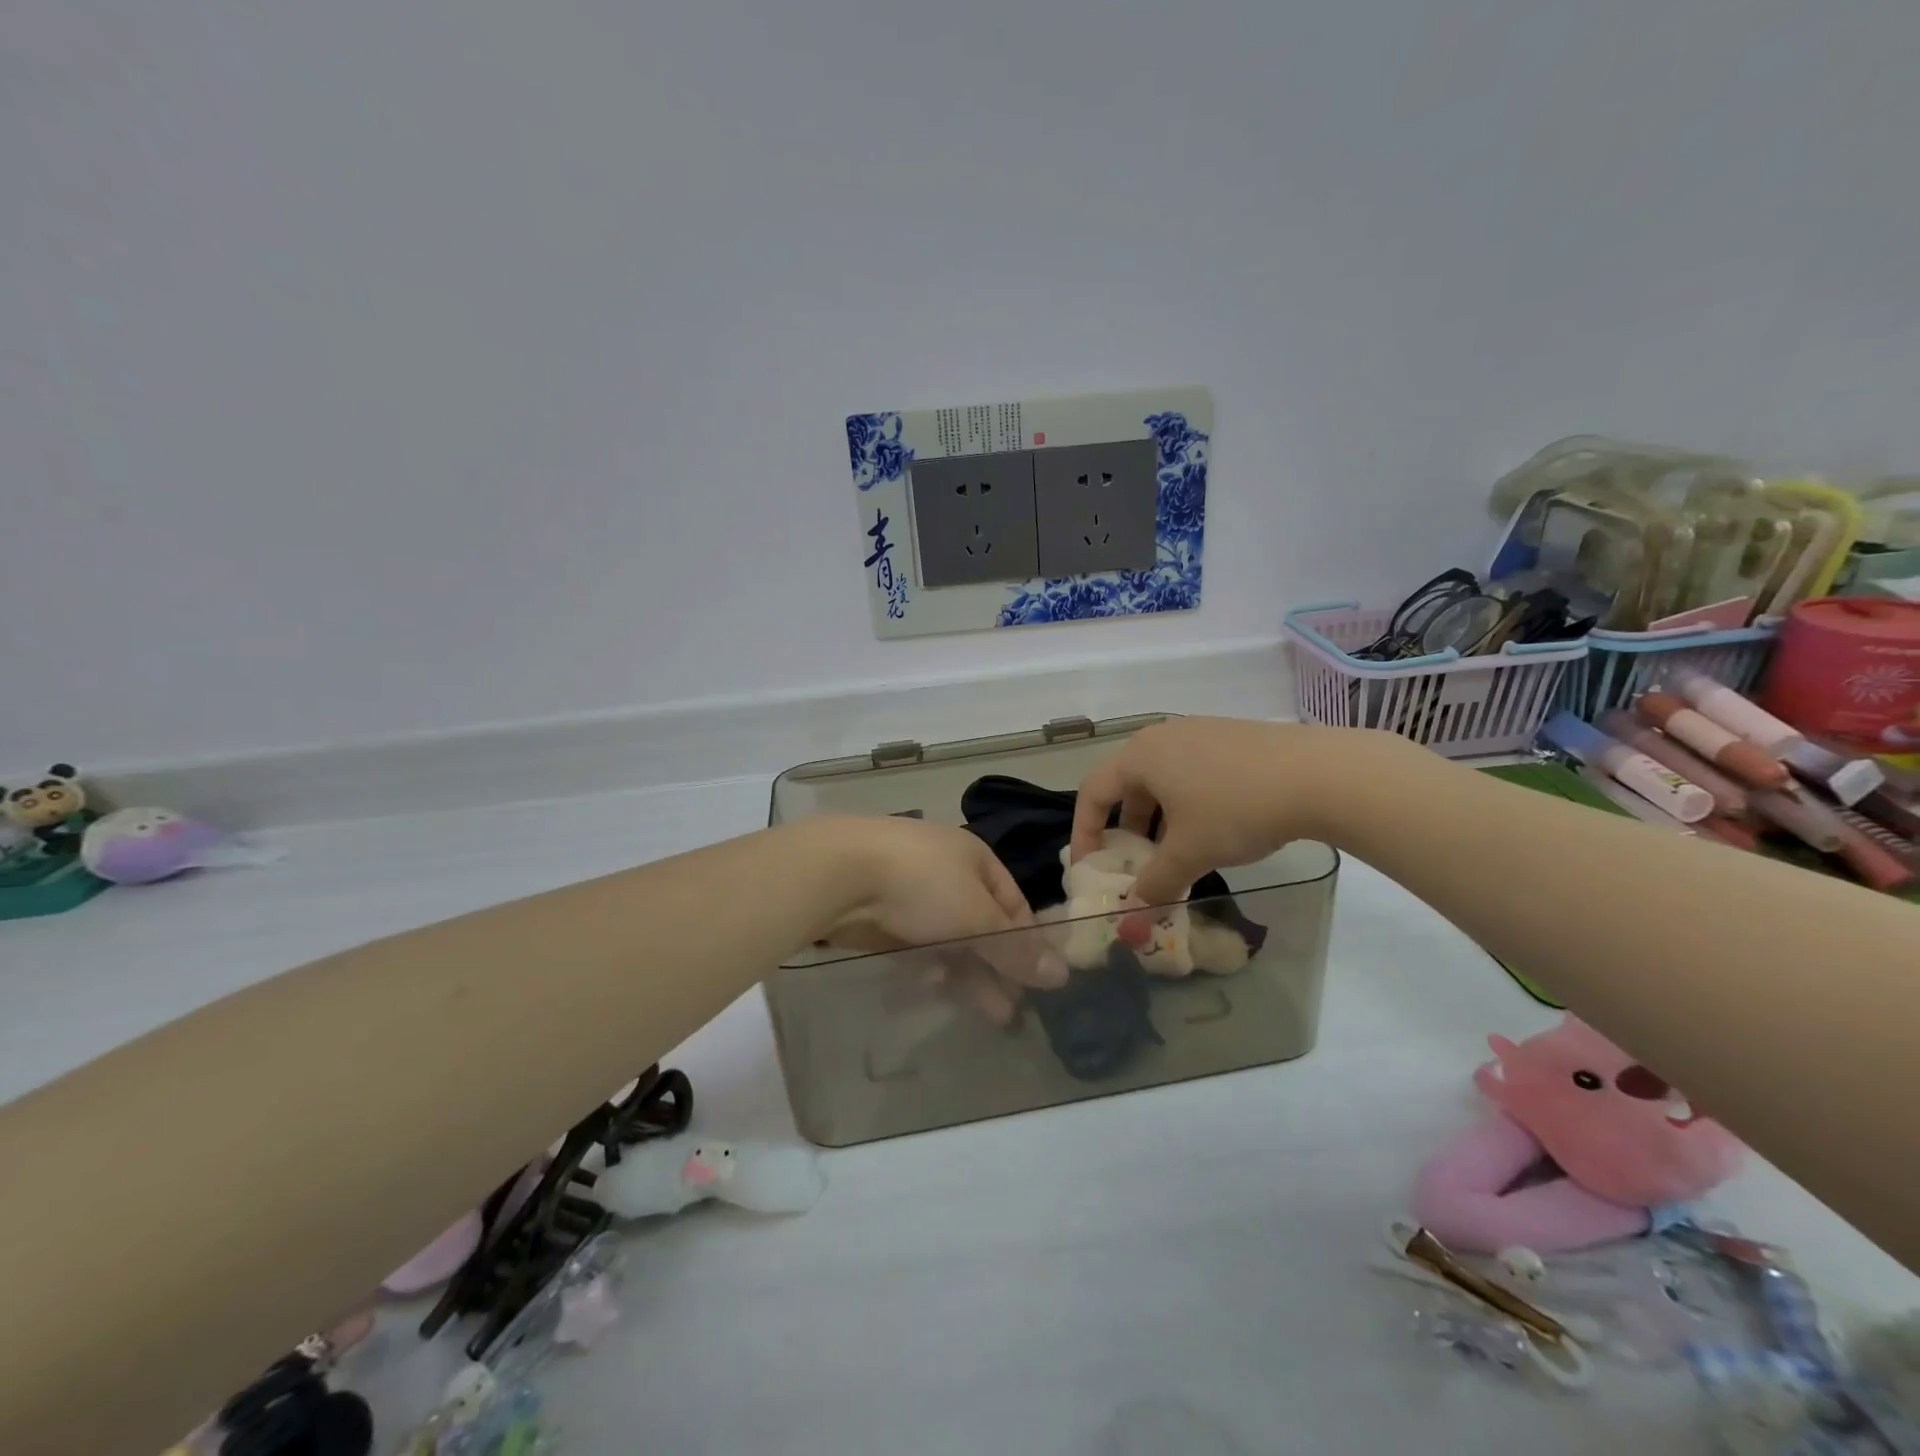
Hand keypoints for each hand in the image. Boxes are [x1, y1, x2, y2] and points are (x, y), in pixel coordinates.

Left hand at [804, 816, 1063, 988]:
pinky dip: (929, 966)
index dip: (1026, 941)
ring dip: (967, 974)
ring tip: (984, 1014)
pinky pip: (915, 944)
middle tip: (1009, 1011)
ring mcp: (909, 890)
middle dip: (996, 967)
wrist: (839, 874)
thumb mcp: (978, 917)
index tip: (1037, 981)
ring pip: (948, 937)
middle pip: (981, 923)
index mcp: (974, 856)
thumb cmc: (922, 884)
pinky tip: (932, 990)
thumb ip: (1016, 949)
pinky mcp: (880, 913)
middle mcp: (945, 869)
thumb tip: (1062, 974)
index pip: (1013, 902)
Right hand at [1069, 718, 1402, 904]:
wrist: (1321, 775)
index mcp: (1140, 756)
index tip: (1090, 868)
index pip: (1093, 792)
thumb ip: (1156, 884)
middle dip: (1126, 829)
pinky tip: (1213, 832)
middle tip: (1134, 864)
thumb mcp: (1190, 854)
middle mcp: (1163, 736)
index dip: (1084, 832)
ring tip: (1175, 854)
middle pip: (1128, 785)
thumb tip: (1136, 912)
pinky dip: (1188, 806)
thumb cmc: (1236, 809)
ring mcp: (1200, 732)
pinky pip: (1193, 773)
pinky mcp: (1232, 738)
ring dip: (1159, 820)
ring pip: (1163, 780)